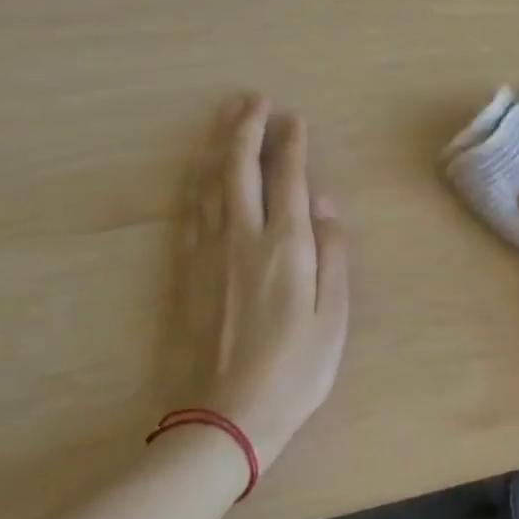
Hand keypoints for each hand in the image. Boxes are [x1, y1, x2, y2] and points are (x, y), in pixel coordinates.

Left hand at [182, 93, 348, 471]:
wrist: (223, 419)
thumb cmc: (294, 369)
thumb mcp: (333, 315)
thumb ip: (332, 252)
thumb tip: (324, 201)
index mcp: (286, 246)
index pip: (288, 178)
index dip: (292, 143)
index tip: (294, 117)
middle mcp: (243, 237)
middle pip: (240, 168)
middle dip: (247, 128)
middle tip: (253, 99)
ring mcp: (208, 252)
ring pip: (210, 183)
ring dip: (218, 145)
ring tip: (225, 116)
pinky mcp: (185, 271)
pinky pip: (190, 211)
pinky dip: (196, 181)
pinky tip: (199, 169)